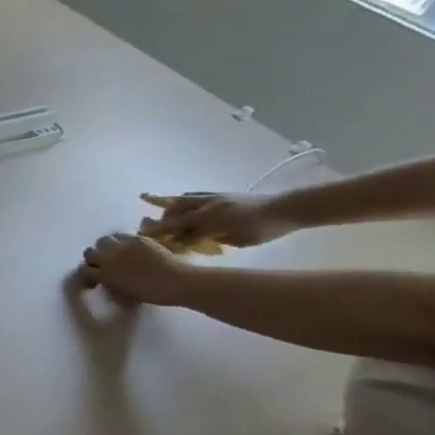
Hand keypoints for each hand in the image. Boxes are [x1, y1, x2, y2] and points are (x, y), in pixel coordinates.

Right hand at [78, 232, 195, 305]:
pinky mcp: (136, 239)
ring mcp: (122, 246)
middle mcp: (108, 258)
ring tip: (116, 251)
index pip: (84, 270)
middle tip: (104, 262)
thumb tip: (102, 277)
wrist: (177, 282)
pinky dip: (123, 241)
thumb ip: (108, 281)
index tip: (95, 275)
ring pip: (103, 240)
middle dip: (95, 257)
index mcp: (104, 275)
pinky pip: (122, 236)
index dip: (88, 273)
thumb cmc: (152, 293)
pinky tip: (132, 247)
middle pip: (90, 252)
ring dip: (106, 246)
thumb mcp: (123, 291)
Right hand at [141, 191, 297, 248]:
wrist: (289, 208)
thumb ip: (211, 239)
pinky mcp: (220, 194)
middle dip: (161, 218)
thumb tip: (191, 241)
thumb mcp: (238, 240)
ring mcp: (213, 197)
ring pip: (182, 199)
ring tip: (164, 214)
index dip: (160, 231)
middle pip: (173, 209)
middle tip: (153, 228)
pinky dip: (183, 200)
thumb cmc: (265, 229)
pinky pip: (194, 195)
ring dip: (169, 206)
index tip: (144, 236)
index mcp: (210, 217)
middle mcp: (206, 204)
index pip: (176, 225)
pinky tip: (185, 206)